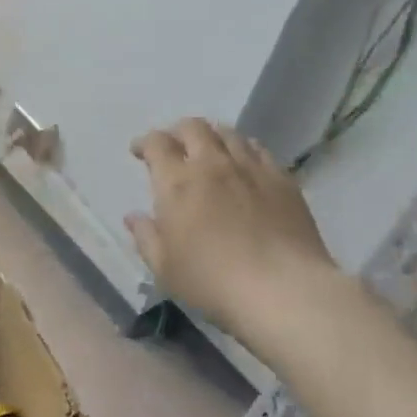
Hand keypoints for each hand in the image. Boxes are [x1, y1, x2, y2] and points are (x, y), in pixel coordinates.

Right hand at [126, 118, 349, 340]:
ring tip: (209, 149)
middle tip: (174, 146)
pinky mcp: (281, 178)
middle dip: (177, 132)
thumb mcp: (165, 267)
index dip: (144, 142)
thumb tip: (133, 216)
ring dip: (211, 135)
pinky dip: (243, 148)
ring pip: (227, 132)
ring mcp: (250, 168)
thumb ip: (145, 236)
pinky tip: (244, 163)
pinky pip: (258, 149)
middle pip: (193, 127)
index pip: (157, 143)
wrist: (282, 289)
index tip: (138, 151)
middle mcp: (212, 164)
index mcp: (178, 182)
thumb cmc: (213, 281)